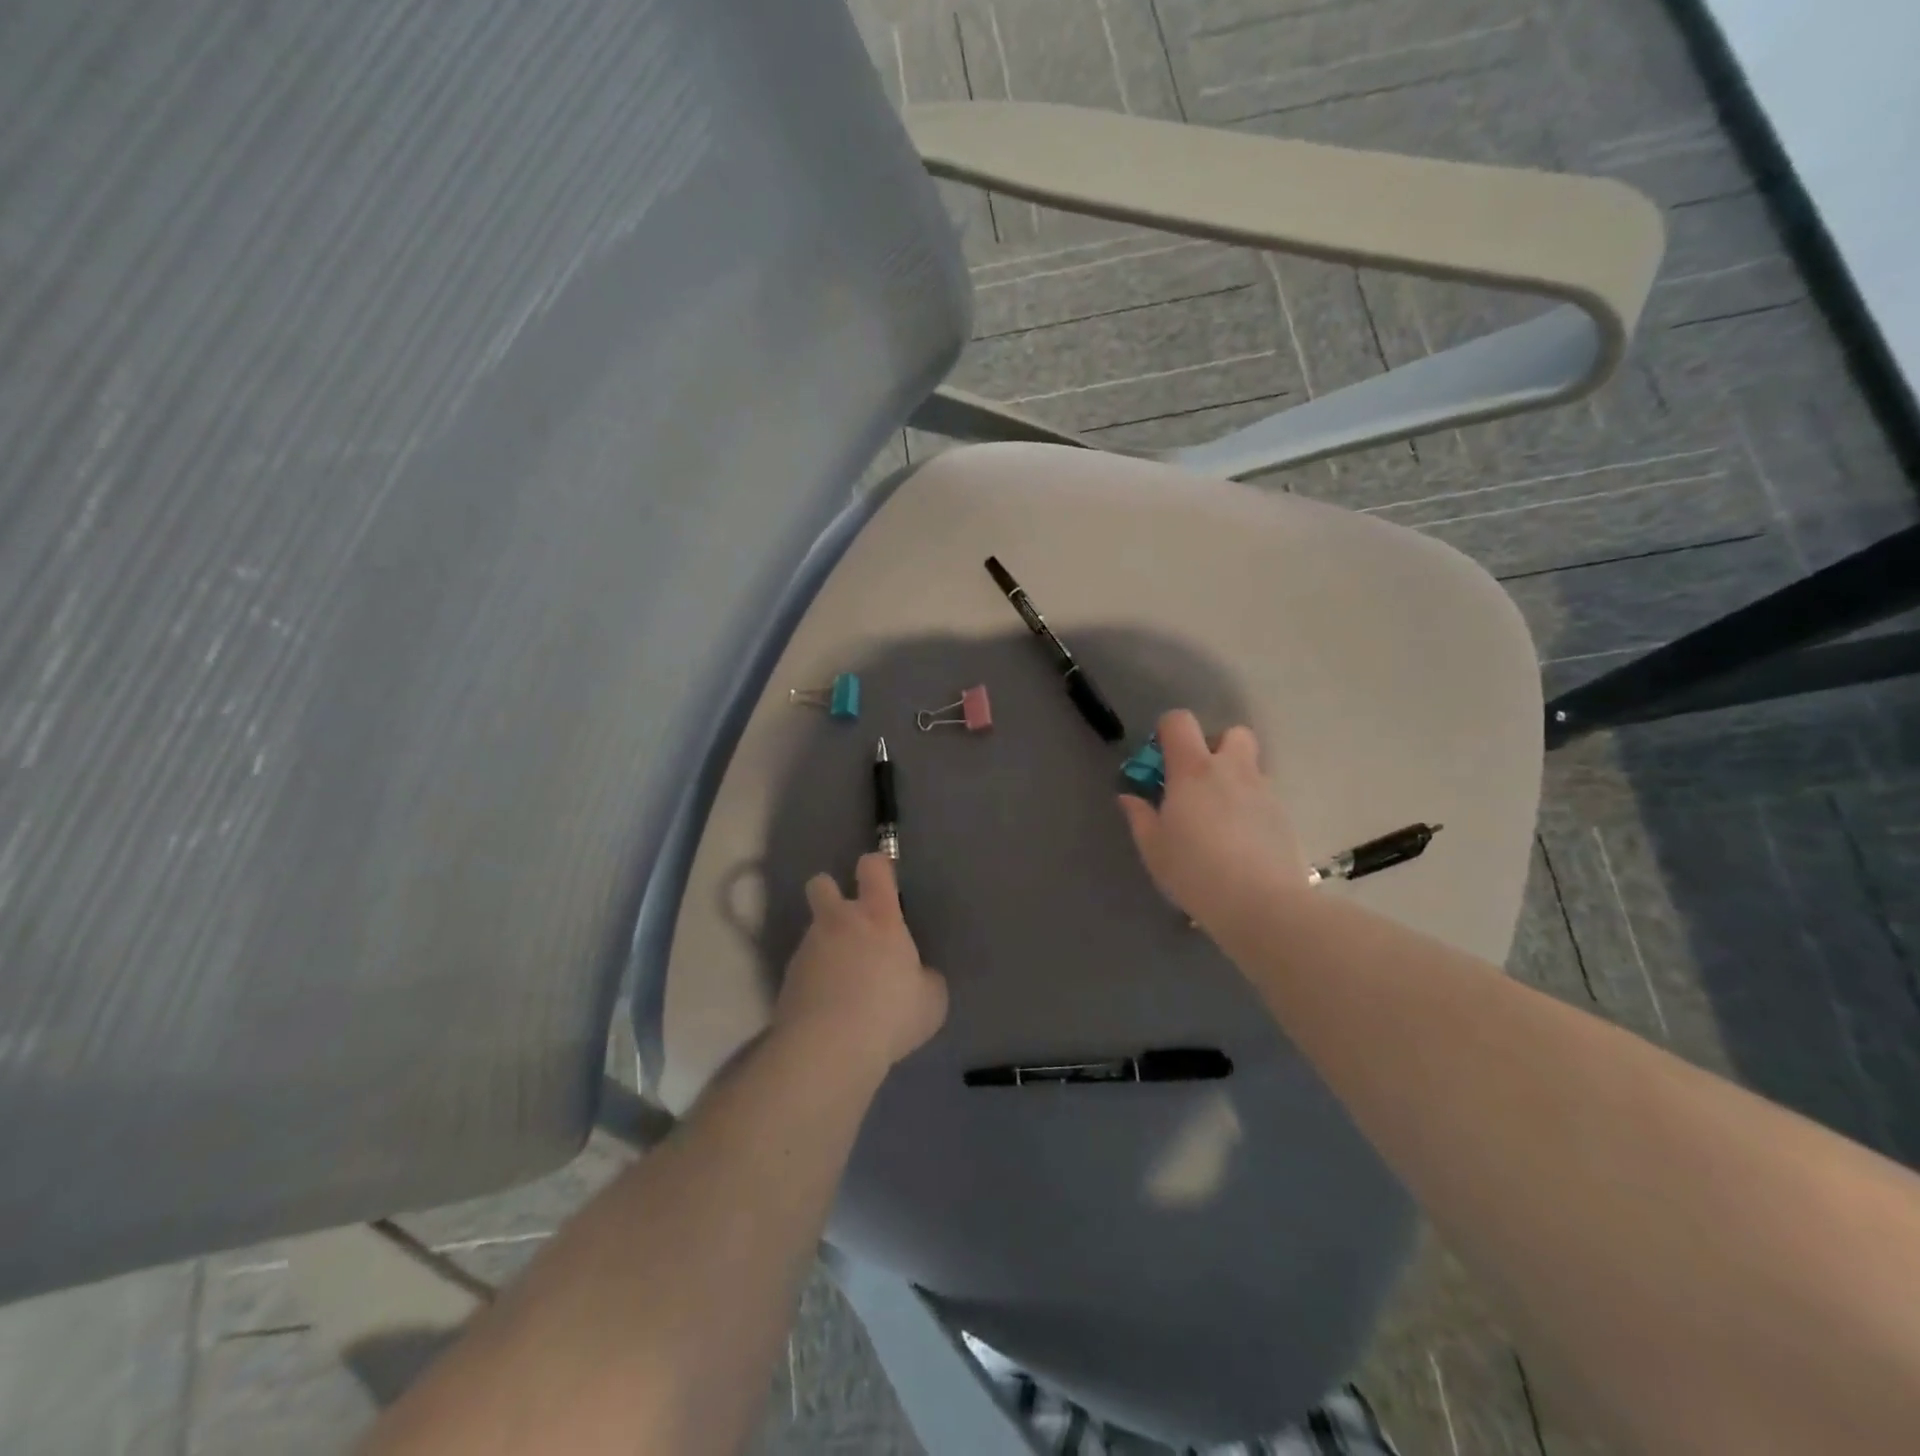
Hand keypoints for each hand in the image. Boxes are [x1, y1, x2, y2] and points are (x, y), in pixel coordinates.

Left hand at [774, 854, 947, 1073]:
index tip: (882, 877)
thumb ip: (925, 979)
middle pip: (821, 885)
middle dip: (829, 892)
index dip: (877, 866)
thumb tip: (919, 978)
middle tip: (847, 921)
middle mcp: (839, 922)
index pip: (874, 867)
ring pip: (813, 931)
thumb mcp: (930, 1001)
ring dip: (826, 946)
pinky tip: (828, 1008)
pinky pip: (804, 968)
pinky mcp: (786, 979)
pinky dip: (814, 980)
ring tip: (843, 983)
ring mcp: (808, 949)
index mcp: (879, 918)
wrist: (828, 1048)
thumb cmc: (890, 1014)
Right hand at [1117, 709, 1306, 932]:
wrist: (1262, 904)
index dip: (1167, 731)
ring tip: (1219, 817)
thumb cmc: (1195, 871)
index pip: (1180, 722)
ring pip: (1250, 766)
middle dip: (1214, 747)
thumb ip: (1139, 816)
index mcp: (1193, 770)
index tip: (1160, 761)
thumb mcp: (1153, 848)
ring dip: (1234, 779)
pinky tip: (1240, 841)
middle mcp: (1232, 770)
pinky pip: (1263, 797)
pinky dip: (1250, 807)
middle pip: (1231, 733)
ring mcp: (1263, 791)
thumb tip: (1129, 797)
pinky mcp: (1284, 816)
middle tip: (1197, 782)